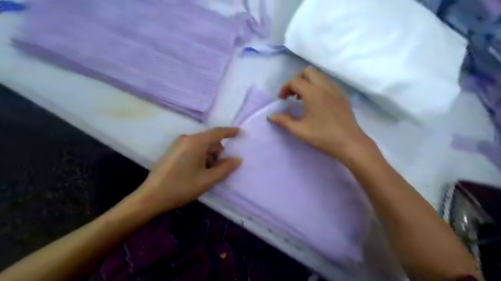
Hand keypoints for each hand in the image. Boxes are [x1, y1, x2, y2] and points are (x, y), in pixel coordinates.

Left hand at [133, 128, 242, 214]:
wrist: (151, 197)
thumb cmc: (182, 187)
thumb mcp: (208, 180)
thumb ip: (225, 168)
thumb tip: (238, 159)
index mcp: (196, 142)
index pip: (217, 132)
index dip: (230, 132)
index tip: (240, 132)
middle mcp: (187, 138)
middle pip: (209, 140)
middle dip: (218, 151)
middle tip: (219, 169)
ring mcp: (178, 144)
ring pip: (201, 145)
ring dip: (209, 156)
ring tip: (206, 173)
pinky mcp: (173, 150)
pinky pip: (192, 148)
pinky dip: (200, 156)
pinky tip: (196, 171)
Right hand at [268, 66, 373, 162]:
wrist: (349, 142)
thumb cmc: (322, 136)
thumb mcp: (299, 130)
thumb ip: (283, 121)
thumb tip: (270, 116)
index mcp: (312, 93)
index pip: (294, 81)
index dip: (284, 88)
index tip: (281, 100)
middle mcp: (324, 86)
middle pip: (308, 71)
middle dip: (297, 80)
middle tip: (292, 95)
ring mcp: (335, 89)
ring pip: (319, 75)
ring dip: (308, 82)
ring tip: (303, 99)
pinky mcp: (342, 95)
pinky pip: (327, 83)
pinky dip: (318, 86)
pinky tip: (317, 102)